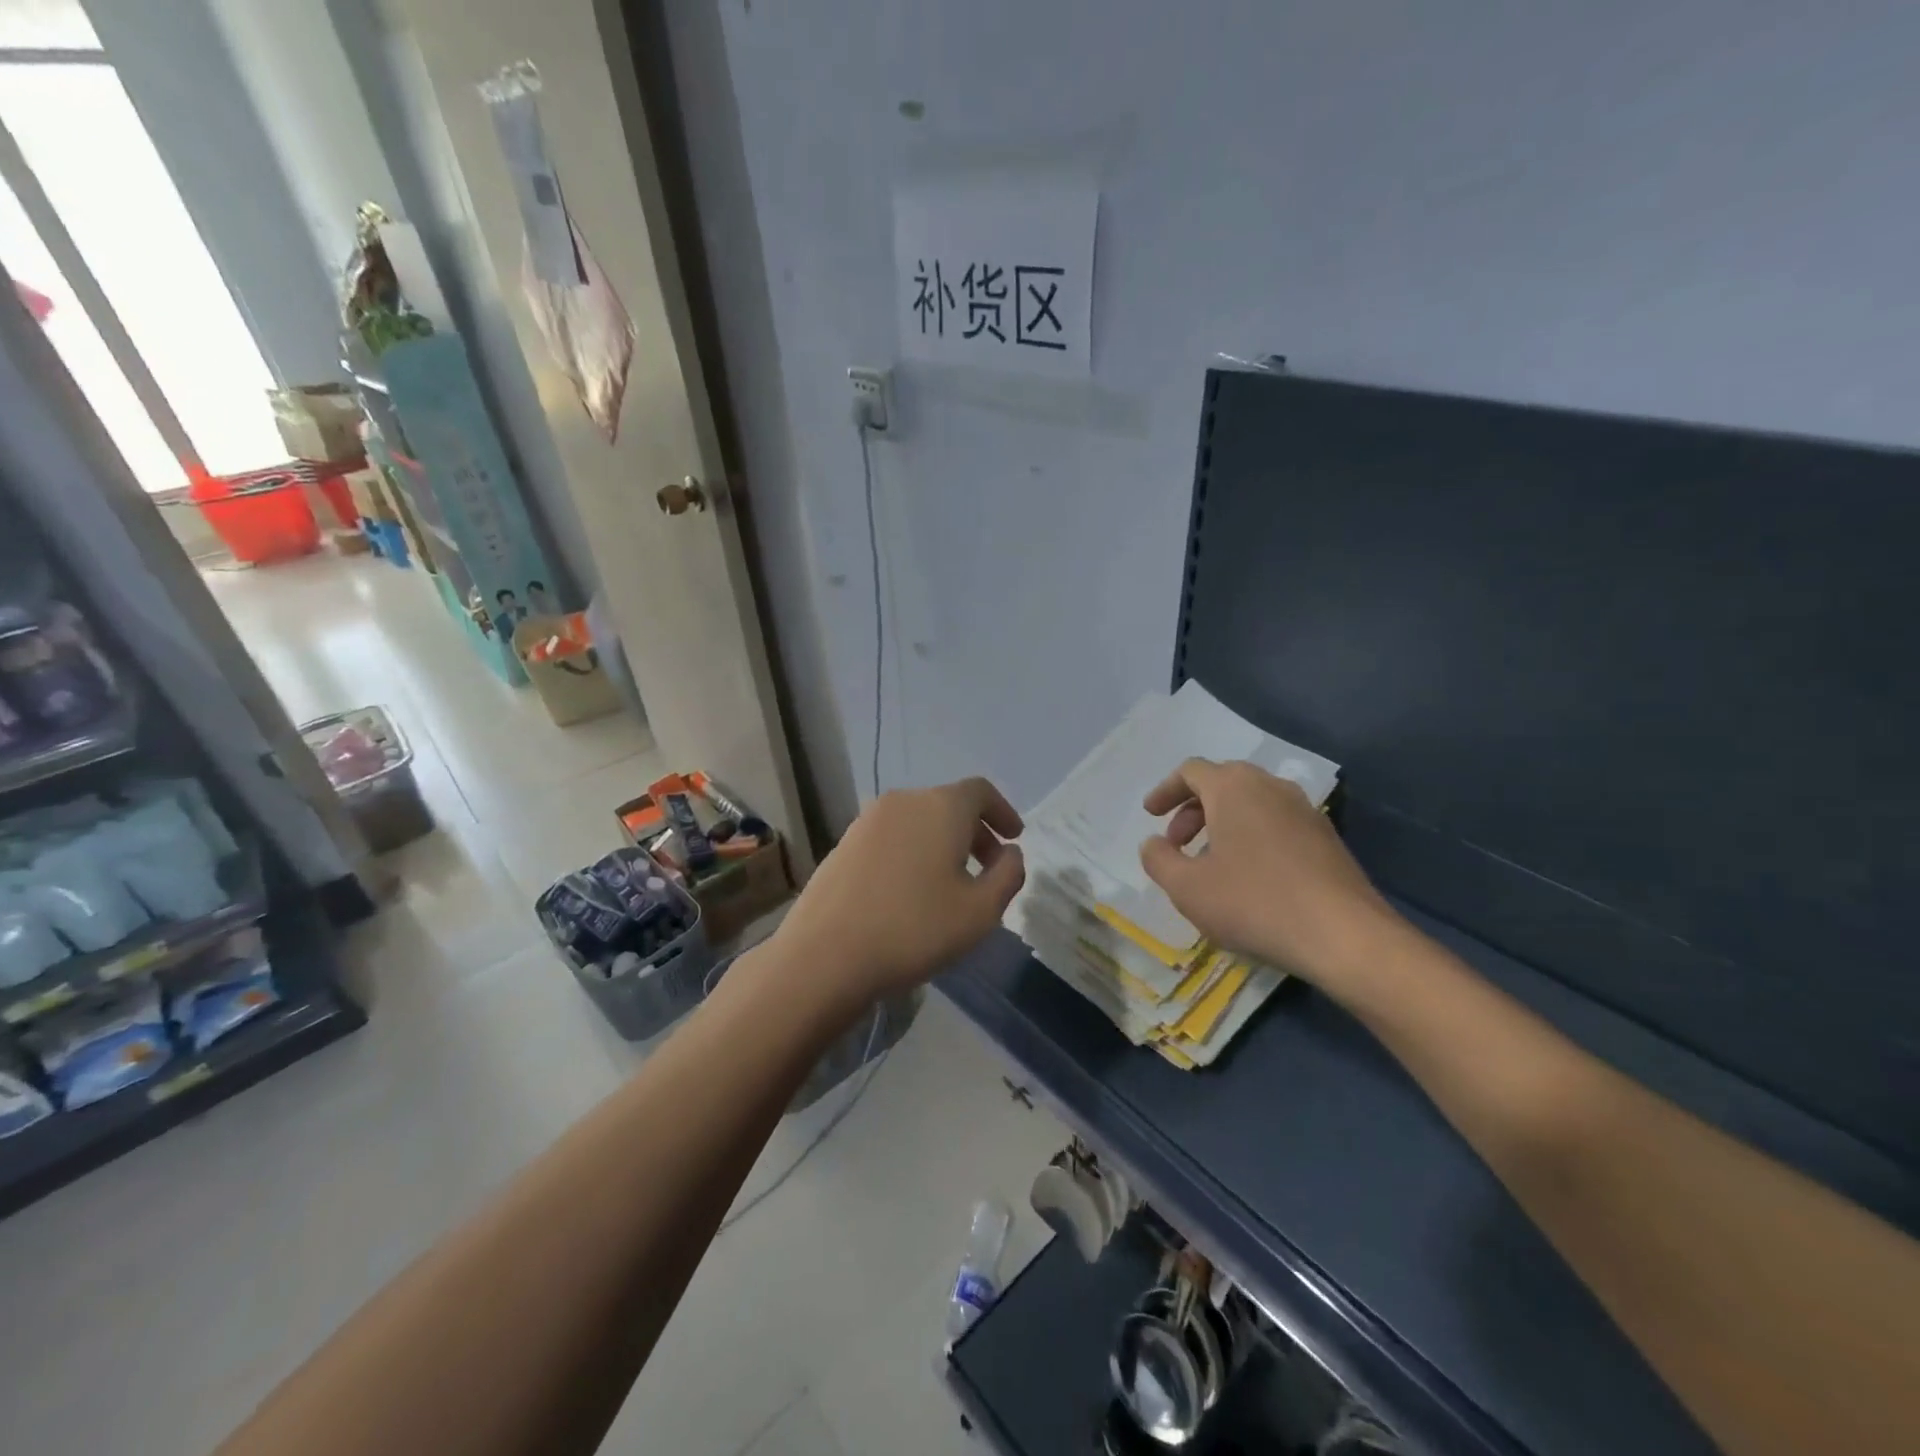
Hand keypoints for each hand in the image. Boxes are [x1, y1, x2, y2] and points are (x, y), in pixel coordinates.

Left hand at [769, 777, 1025, 1015]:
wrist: (825, 954)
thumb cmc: (914, 929)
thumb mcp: (980, 911)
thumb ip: (1008, 875)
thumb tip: (1010, 854)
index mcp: (941, 807)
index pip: (980, 791)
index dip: (1002, 811)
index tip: (1014, 838)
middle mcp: (904, 802)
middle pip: (949, 804)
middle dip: (975, 832)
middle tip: (988, 868)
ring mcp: (867, 820)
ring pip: (918, 821)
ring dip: (942, 843)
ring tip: (950, 883)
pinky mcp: (843, 844)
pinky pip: (892, 837)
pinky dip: (913, 852)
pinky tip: (911, 891)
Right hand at [1139, 758, 1398, 993]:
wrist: (1345, 936)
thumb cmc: (1254, 903)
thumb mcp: (1187, 888)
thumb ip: (1158, 860)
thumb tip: (1153, 844)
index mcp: (1233, 788)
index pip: (1191, 771)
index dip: (1165, 791)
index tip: (1150, 815)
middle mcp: (1271, 787)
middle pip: (1222, 782)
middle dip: (1192, 808)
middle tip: (1177, 842)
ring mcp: (1305, 810)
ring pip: (1252, 802)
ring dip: (1222, 823)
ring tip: (1210, 862)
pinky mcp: (1327, 838)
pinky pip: (1276, 823)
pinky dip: (1251, 836)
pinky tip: (1249, 876)